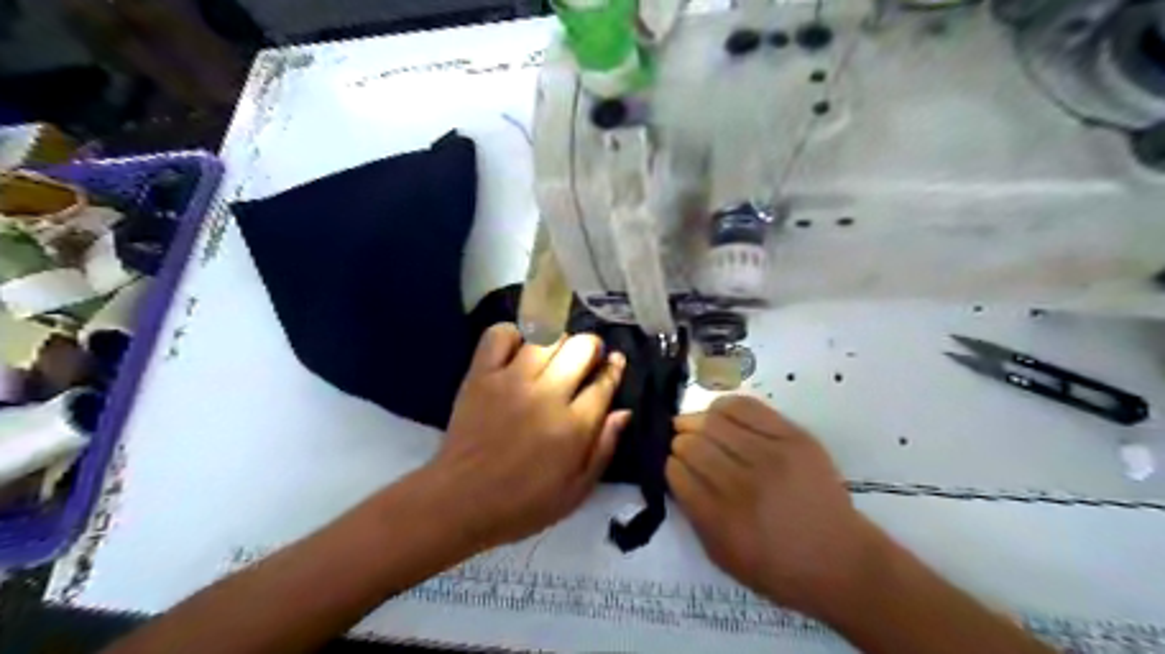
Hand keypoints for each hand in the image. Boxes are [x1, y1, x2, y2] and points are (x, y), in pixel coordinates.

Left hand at [425, 324, 628, 549]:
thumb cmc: (523, 503)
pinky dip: (512, 335)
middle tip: (586, 358)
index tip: (615, 362)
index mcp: (573, 426)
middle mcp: (547, 394)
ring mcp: (511, 380)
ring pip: (546, 336)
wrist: (459, 502)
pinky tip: (518, 350)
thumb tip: (624, 412)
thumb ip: (604, 450)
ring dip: (557, 339)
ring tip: (554, 353)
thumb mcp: (576, 492)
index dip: (614, 367)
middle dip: (591, 346)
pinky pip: (500, 335)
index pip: (604, 381)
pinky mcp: (481, 375)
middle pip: (580, 347)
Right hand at [670, 397, 878, 614]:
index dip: (669, 464)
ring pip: (714, 421)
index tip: (673, 465)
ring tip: (696, 426)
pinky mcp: (794, 437)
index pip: (677, 472)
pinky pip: (746, 406)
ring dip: (697, 422)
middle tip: (681, 444)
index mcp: (722, 520)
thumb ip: (693, 513)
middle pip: (692, 444)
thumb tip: (675, 471)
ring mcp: (772, 456)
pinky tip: (719, 414)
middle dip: (679, 442)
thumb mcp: (722, 556)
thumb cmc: (777, 568)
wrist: (840, 560)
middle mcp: (744, 485)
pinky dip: (724, 407)